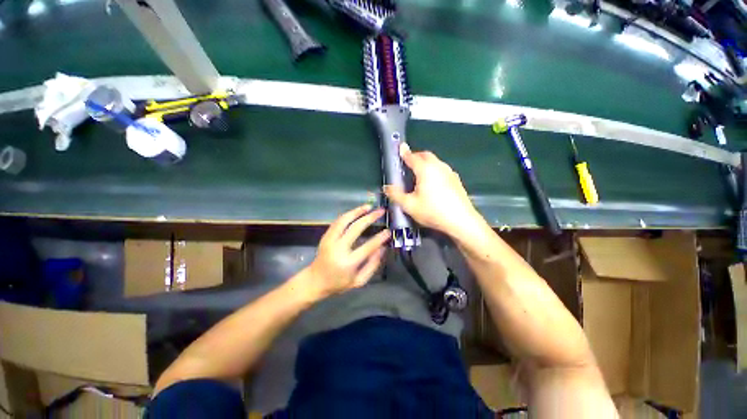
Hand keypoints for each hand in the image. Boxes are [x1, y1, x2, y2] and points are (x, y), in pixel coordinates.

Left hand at [302, 205, 389, 298]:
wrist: (315, 281)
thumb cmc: (338, 284)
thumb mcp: (359, 281)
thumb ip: (372, 265)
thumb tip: (383, 248)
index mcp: (348, 263)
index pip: (368, 247)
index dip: (380, 238)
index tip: (389, 231)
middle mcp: (338, 249)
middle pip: (356, 228)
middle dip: (370, 218)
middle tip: (380, 211)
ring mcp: (330, 240)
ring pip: (344, 220)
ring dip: (357, 211)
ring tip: (368, 206)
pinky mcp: (325, 236)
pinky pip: (338, 221)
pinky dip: (348, 214)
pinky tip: (357, 211)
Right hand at [384, 144, 480, 237]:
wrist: (461, 220)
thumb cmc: (432, 211)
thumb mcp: (409, 205)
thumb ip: (396, 195)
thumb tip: (386, 187)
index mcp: (425, 170)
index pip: (412, 157)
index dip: (404, 153)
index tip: (400, 148)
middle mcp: (438, 167)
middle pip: (426, 155)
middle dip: (416, 156)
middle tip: (408, 162)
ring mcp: (449, 172)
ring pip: (435, 162)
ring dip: (426, 163)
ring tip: (419, 173)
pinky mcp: (456, 180)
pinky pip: (442, 169)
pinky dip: (434, 170)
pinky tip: (433, 182)